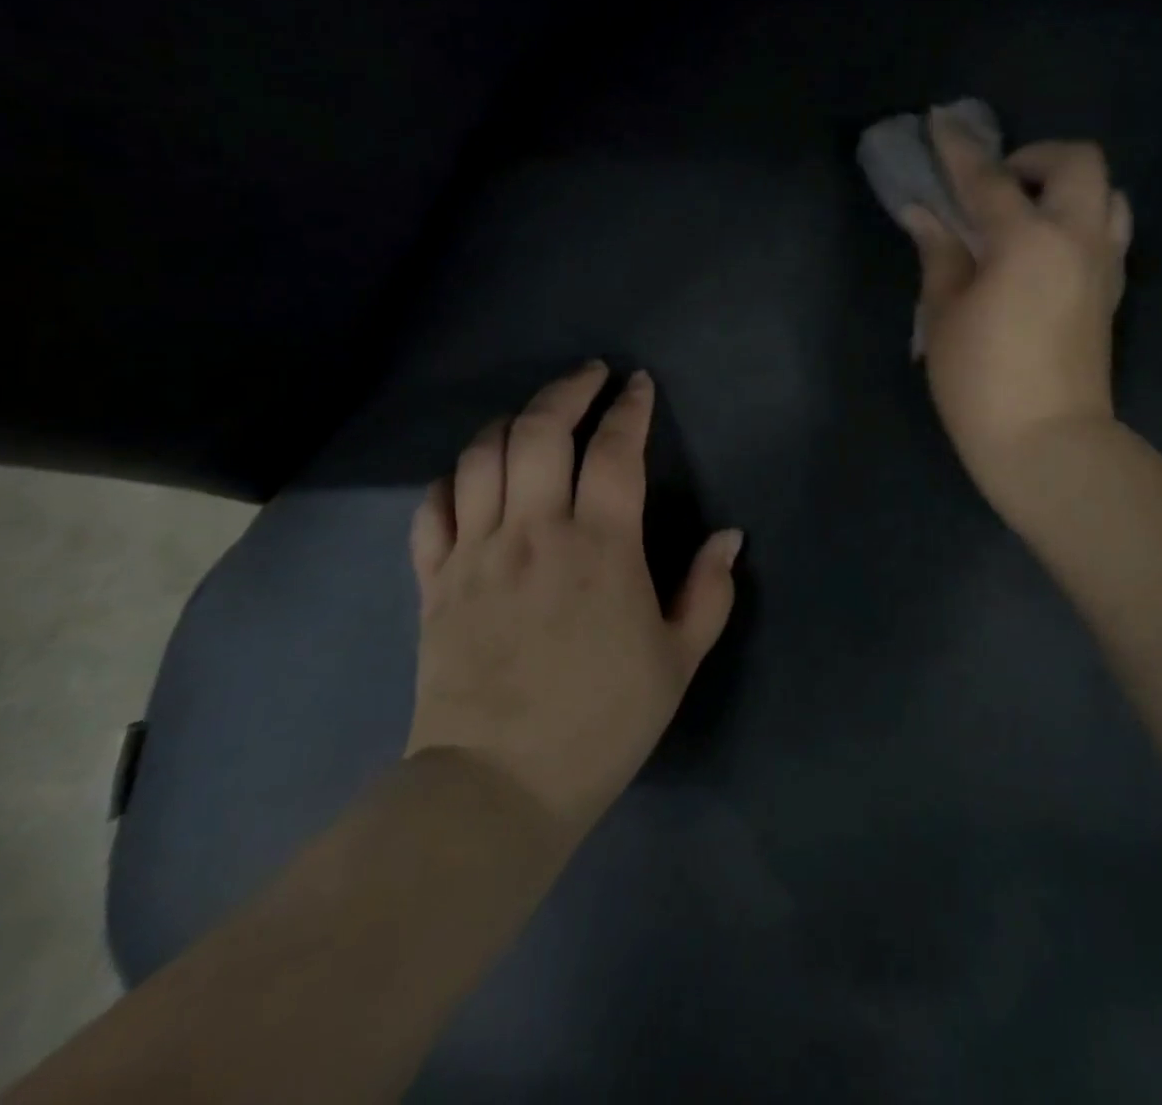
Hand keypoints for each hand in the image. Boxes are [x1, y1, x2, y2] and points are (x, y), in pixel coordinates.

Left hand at [406, 361, 743, 835]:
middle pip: (539, 432)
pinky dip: (453, 479)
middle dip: (567, 391)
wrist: (500, 785)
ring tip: (532, 417)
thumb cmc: (602, 720)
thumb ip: (708, 592)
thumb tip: (728, 537)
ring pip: (482, 457)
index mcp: (601, 546)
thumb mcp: (678, 660)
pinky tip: (472, 477)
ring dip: (509, 422)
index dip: (629, 408)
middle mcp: (534, 532)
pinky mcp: (435, 581)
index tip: (637, 384)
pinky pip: (433, 508)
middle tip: (589, 376)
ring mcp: (477, 552)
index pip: (615, 451)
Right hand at [903, 104, 1132, 510]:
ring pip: (1108, 194)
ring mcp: (1104, 266)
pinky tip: (1047, 249)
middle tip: (998, 182)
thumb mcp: (943, 316)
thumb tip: (925, 214)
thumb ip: (939, 255)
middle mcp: (1077, 239)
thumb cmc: (980, 382)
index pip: (989, 178)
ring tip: (1028, 213)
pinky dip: (1082, 220)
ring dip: (1069, 187)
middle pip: (1077, 162)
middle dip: (1036, 155)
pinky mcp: (1113, 294)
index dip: (959, 148)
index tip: (941, 120)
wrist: (1047, 443)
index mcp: (1028, 241)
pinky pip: (1110, 232)